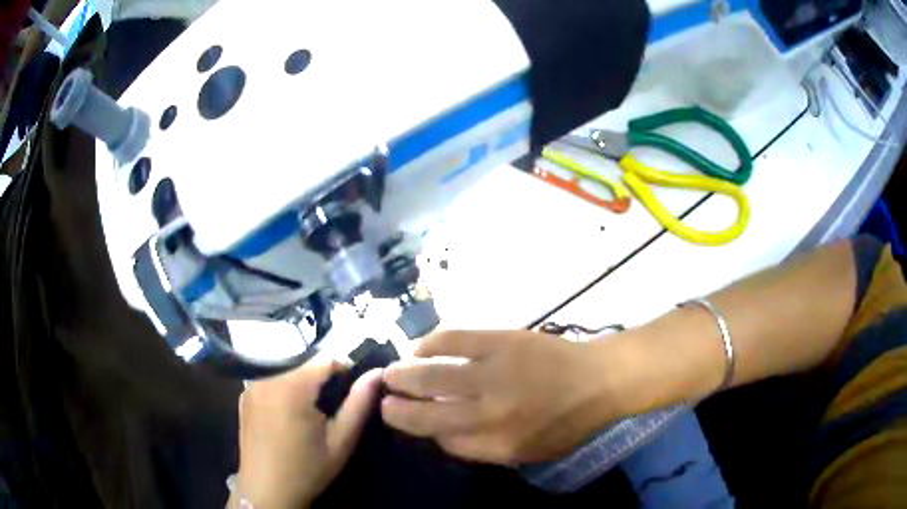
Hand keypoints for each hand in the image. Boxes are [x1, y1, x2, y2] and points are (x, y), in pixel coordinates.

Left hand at [231, 358, 382, 508]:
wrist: (266, 491)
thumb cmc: (307, 469)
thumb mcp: (341, 441)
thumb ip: (359, 404)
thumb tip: (376, 374)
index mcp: (292, 386)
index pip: (324, 356)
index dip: (344, 367)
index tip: (353, 388)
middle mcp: (267, 377)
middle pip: (303, 359)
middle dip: (322, 373)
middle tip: (334, 401)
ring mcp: (252, 385)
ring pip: (285, 366)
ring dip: (303, 378)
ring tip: (314, 406)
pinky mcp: (244, 395)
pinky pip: (270, 378)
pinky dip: (284, 385)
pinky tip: (289, 412)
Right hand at [381, 330, 634, 464]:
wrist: (600, 378)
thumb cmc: (570, 422)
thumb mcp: (531, 452)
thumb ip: (487, 449)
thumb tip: (446, 434)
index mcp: (499, 444)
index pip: (444, 441)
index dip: (423, 432)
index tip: (412, 422)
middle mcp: (490, 413)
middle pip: (427, 414)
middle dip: (397, 408)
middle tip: (382, 399)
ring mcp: (493, 374)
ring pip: (432, 377)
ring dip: (403, 376)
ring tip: (389, 374)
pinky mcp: (500, 340)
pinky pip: (453, 341)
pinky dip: (429, 344)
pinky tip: (417, 348)